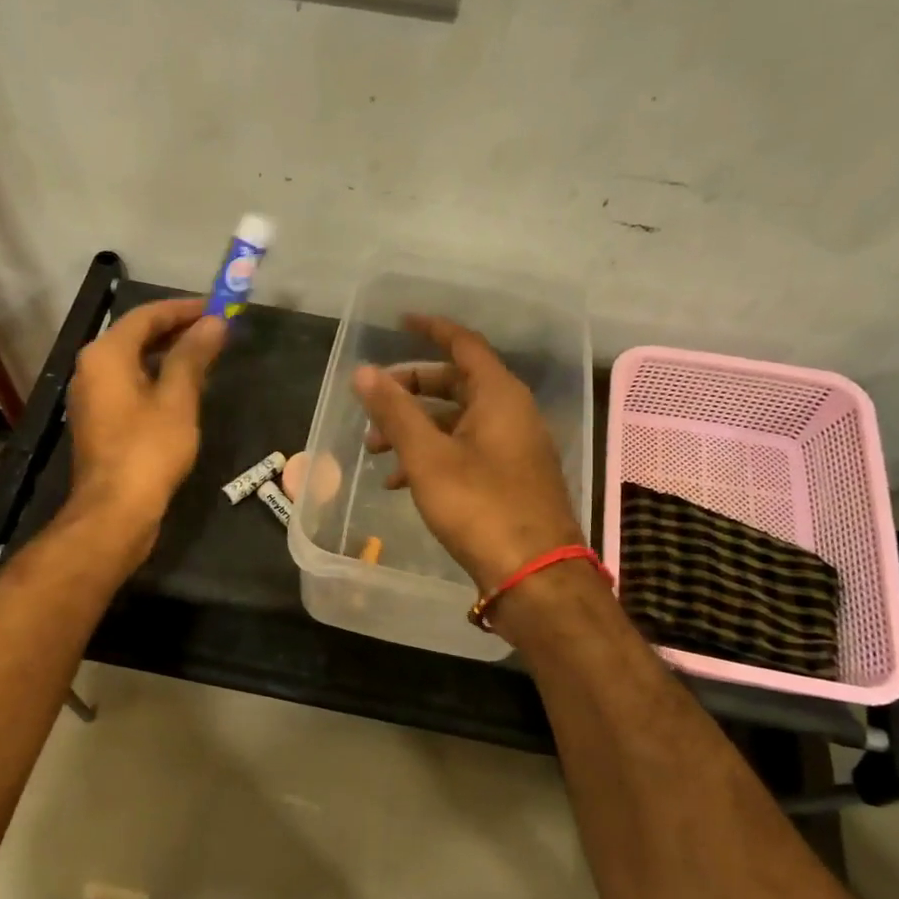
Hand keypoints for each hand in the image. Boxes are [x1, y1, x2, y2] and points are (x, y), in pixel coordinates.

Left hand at [66, 298, 225, 556]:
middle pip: (136, 335)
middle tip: (215, 330)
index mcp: (106, 354)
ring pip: (133, 361)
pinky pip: (130, 385)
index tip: (217, 307)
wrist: (115, 511)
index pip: (146, 315)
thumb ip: (193, 356)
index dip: (183, 308)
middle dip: (176, 330)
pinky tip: (183, 388)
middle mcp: (91, 368)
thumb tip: (213, 323)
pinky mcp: (100, 421)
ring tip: (205, 355)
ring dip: (167, 354)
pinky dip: (156, 378)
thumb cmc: (148, 450)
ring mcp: (92, 396)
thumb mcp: (178, 399)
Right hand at [354, 315, 582, 591]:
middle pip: (456, 383)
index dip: (430, 330)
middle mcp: (511, 413)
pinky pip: (466, 449)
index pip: (463, 344)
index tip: (399, 323)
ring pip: (457, 421)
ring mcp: (514, 447)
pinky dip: (433, 454)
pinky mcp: (511, 478)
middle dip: (410, 391)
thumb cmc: (480, 507)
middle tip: (372, 406)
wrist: (534, 575)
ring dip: (415, 428)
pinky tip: (400, 482)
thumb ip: (395, 412)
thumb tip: (364, 372)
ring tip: (375, 451)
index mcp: (499, 395)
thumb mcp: (428, 457)